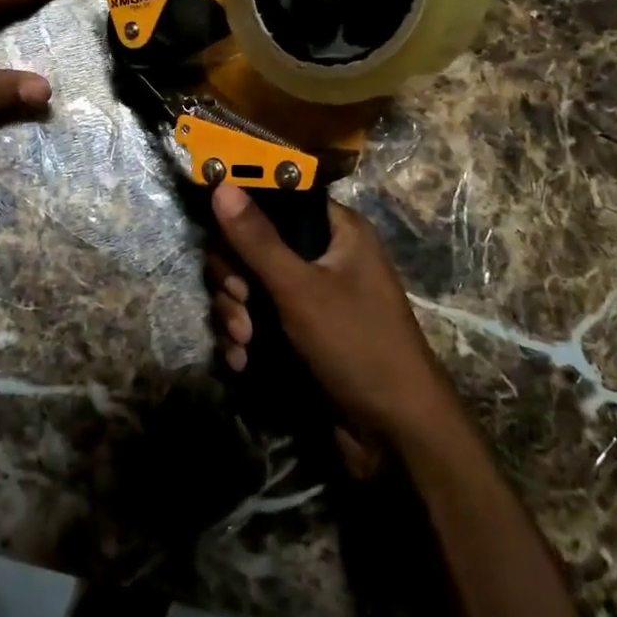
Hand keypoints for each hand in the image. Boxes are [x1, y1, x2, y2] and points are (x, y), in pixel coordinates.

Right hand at [207, 185, 460, 452]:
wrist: (395, 433)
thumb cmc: (356, 344)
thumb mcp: (301, 288)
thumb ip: (257, 239)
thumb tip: (221, 183)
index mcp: (338, 232)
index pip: (277, 204)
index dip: (245, 219)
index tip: (223, 243)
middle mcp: (324, 259)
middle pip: (254, 249)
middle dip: (236, 281)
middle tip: (240, 304)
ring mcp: (311, 300)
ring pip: (250, 290)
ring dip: (236, 316)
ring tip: (245, 344)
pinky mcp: (299, 336)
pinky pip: (258, 323)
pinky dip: (245, 341)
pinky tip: (242, 363)